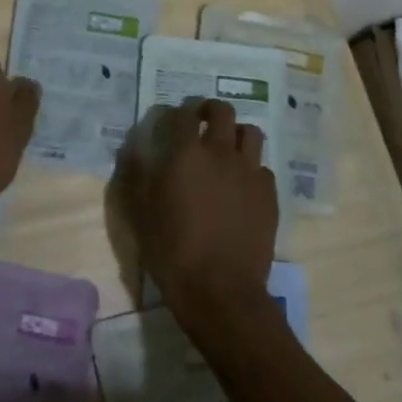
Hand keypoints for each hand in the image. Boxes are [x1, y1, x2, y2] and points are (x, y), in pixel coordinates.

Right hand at [124, 99, 277, 323]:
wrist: (220, 291)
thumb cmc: (172, 250)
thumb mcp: (140, 212)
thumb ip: (136, 174)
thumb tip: (132, 149)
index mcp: (186, 154)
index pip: (182, 114)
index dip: (176, 113)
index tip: (170, 122)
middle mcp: (221, 153)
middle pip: (222, 111)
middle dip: (209, 110)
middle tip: (200, 123)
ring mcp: (249, 172)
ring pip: (250, 133)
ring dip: (235, 134)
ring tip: (225, 149)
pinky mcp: (269, 195)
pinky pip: (262, 167)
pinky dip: (250, 168)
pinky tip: (241, 186)